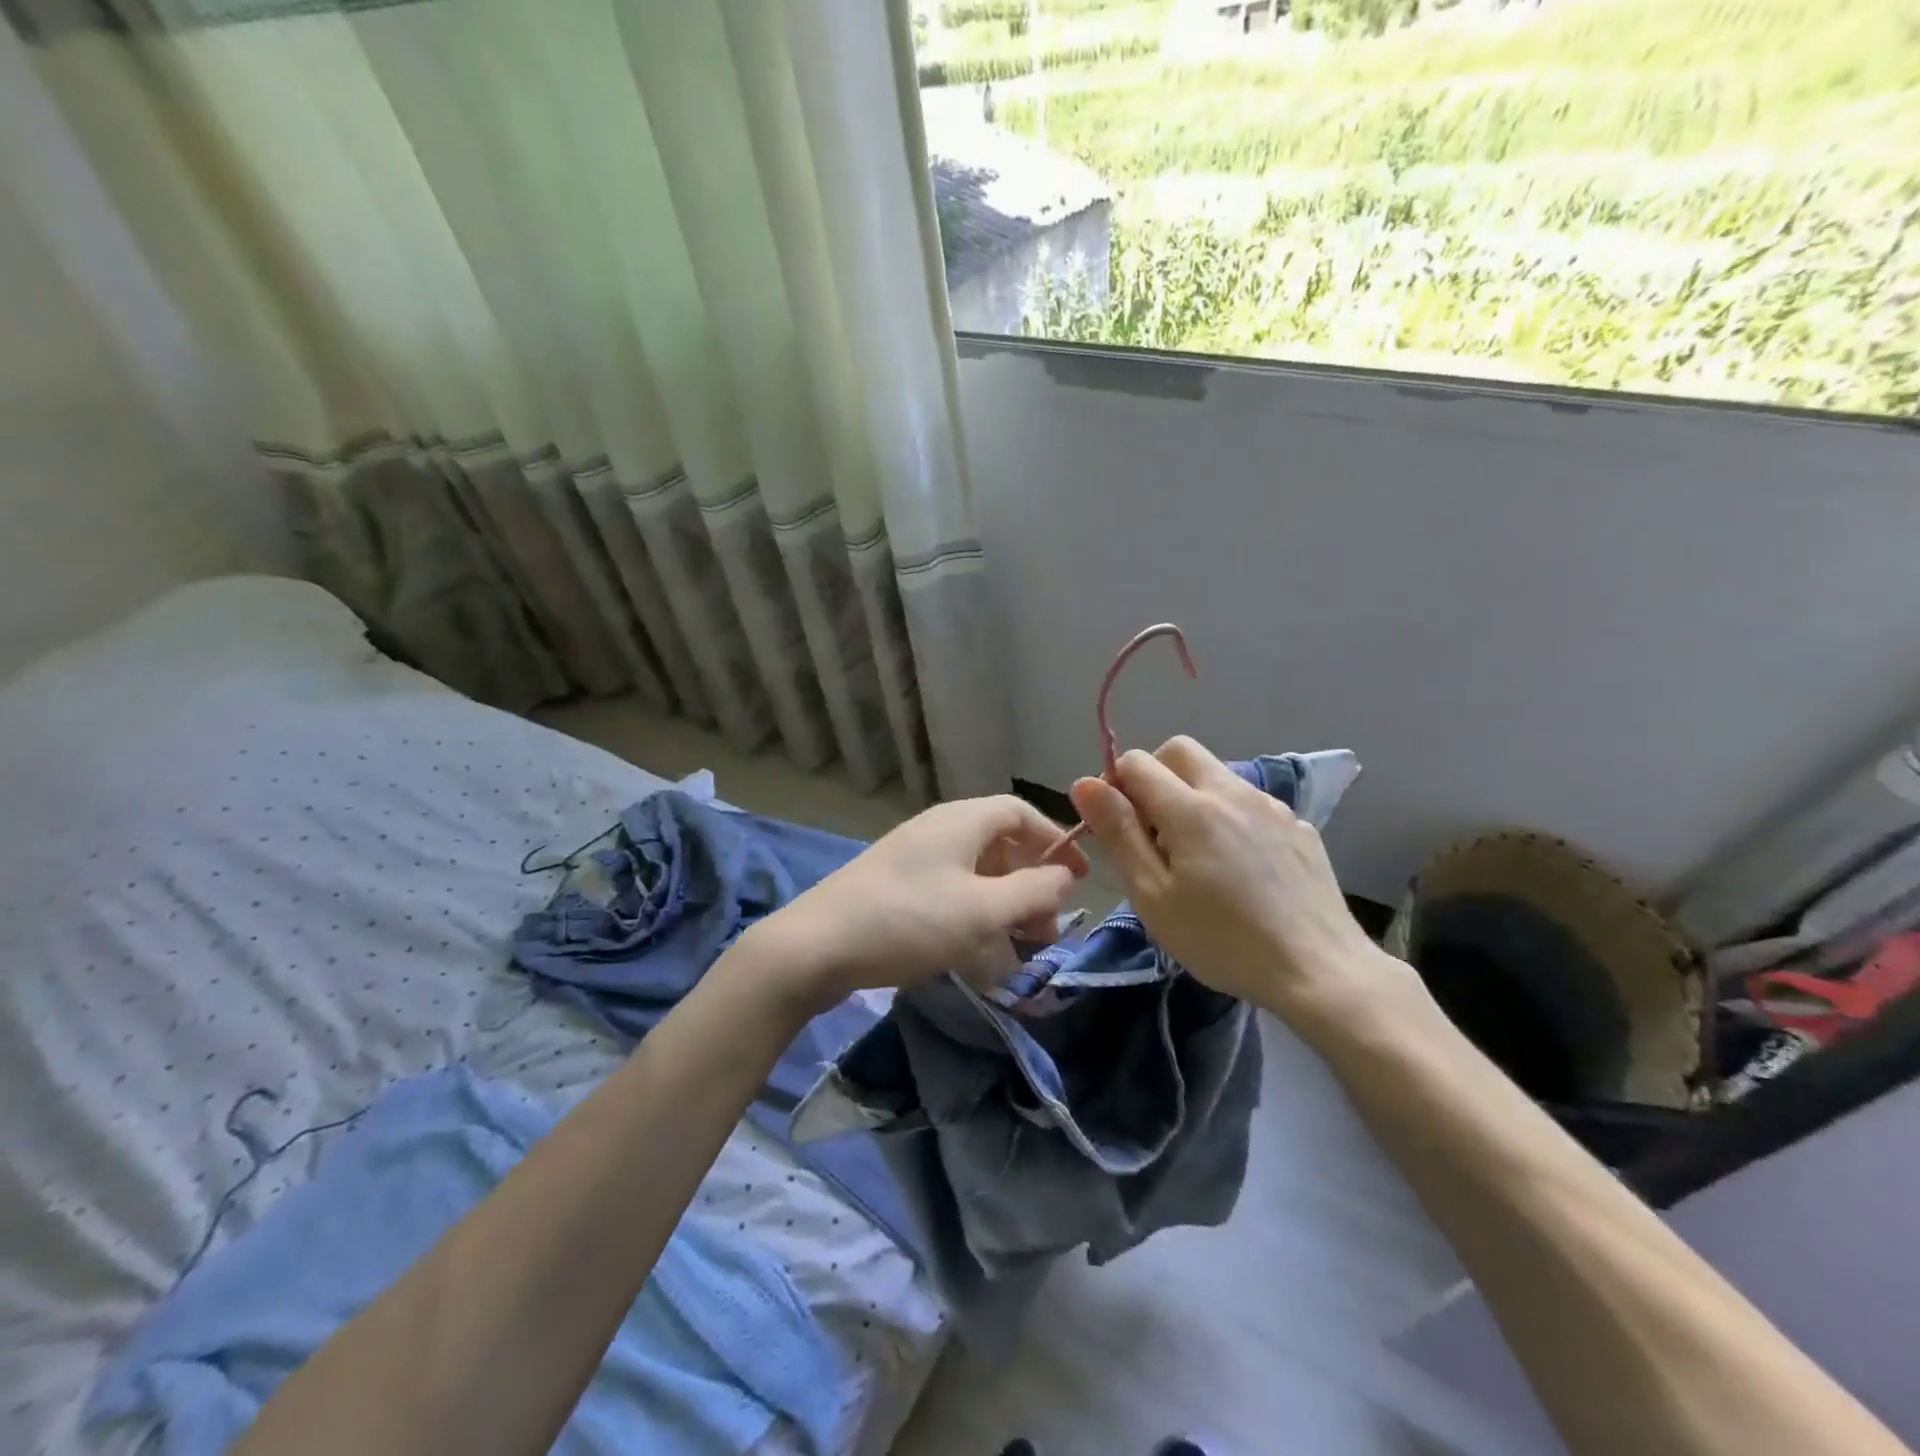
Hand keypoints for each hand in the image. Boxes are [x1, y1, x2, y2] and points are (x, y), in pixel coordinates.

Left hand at [746, 795, 1088, 1011]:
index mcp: (961, 821)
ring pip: (975, 875)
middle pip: (1000, 846)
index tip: (1078, 878)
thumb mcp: (981, 910)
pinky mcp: (896, 888)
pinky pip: (949, 893)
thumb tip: (1065, 876)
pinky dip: (973, 917)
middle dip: (1031, 885)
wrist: (815, 946)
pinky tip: (979, 955)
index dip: (1055, 841)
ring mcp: (913, 859)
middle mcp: (938, 830)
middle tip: (1047, 931)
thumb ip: (1032, 892)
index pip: (1020, 813)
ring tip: (1019, 949)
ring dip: (1004, 906)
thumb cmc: (908, 920)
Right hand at [1070, 736, 1423, 1035]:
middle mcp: (1232, 792)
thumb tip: (1085, 783)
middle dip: (1154, 776)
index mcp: (1191, 808)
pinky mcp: (1297, 826)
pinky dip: (1229, 817)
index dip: (1115, 786)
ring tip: (1197, 856)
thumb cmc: (1222, 941)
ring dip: (1192, 795)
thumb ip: (1118, 833)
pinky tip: (1240, 868)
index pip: (1137, 761)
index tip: (1120, 829)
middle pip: (1179, 751)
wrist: (1320, 971)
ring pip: (1216, 775)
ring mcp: (1271, 806)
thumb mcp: (1152, 896)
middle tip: (1153, 832)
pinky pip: (1249, 803)